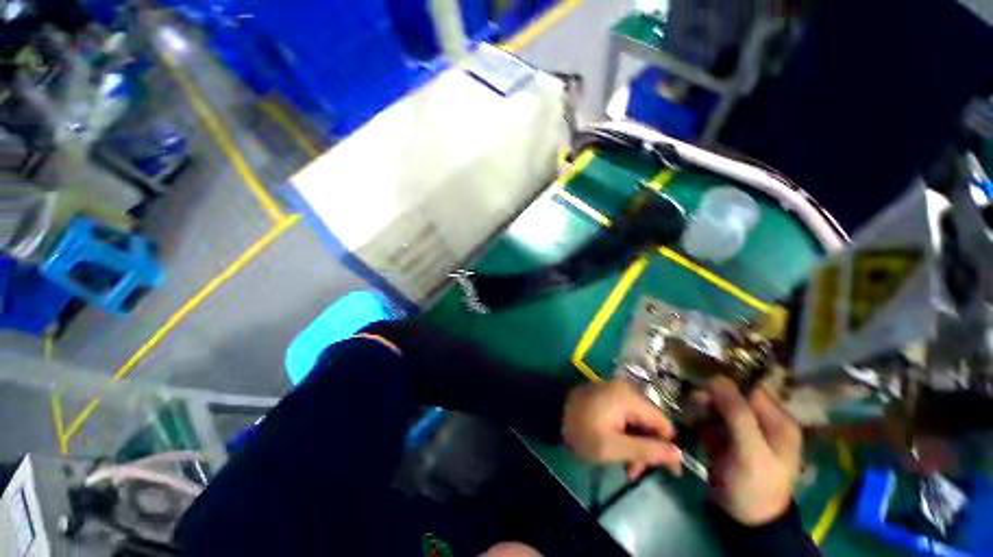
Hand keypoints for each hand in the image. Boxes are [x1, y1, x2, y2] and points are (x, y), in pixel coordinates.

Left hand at [562, 380, 680, 479]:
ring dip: (635, 444)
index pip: (664, 424)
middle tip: (633, 472)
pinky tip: (616, 448)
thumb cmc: (582, 430)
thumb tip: (679, 454)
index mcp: (630, 398)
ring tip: (623, 466)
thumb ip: (647, 451)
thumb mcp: (614, 447)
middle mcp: (626, 390)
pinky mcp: (607, 396)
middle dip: (646, 450)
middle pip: (651, 423)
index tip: (667, 473)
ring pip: (638, 422)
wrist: (551, 412)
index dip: (668, 448)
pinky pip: (626, 416)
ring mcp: (615, 391)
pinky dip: (625, 434)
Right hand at [702, 377, 801, 525]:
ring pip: (716, 403)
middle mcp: (761, 419)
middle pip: (731, 394)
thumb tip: (717, 378)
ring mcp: (741, 428)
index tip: (702, 386)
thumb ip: (738, 414)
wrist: (743, 519)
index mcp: (778, 420)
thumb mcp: (751, 451)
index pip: (750, 387)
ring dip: (701, 405)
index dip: (726, 383)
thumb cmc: (755, 485)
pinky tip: (690, 421)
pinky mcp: (724, 436)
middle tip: (693, 403)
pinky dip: (697, 415)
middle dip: (710, 395)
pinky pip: (708, 416)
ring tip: (690, 414)